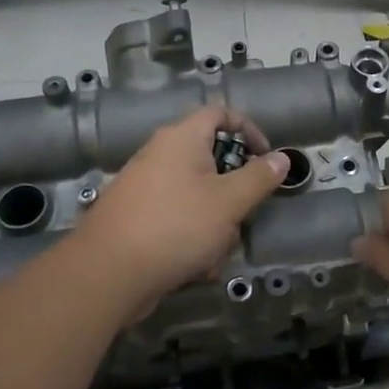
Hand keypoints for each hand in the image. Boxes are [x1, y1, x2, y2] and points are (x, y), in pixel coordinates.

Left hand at [72, 104, 289, 309]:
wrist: (107, 274)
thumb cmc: (176, 226)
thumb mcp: (229, 202)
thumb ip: (259, 178)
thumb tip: (282, 158)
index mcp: (181, 138)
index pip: (220, 114)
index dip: (248, 130)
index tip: (267, 159)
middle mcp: (160, 155)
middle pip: (211, 161)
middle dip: (233, 194)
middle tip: (242, 215)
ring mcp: (145, 187)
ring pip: (198, 197)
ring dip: (215, 224)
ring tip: (215, 252)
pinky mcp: (137, 219)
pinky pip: (178, 220)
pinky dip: (192, 239)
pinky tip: (196, 267)